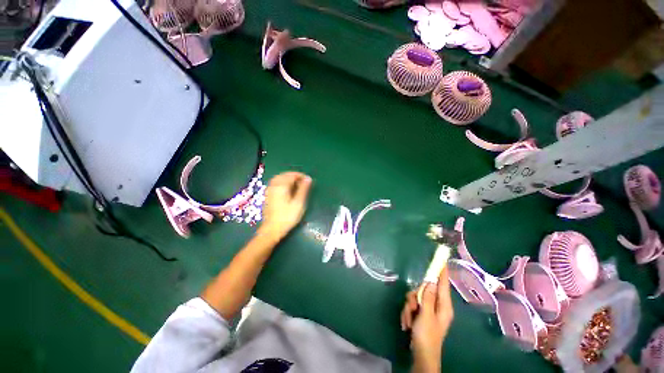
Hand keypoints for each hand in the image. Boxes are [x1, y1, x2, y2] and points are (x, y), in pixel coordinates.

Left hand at [258, 172, 312, 241]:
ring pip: (279, 178)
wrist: (272, 229)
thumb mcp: (299, 203)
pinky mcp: (268, 195)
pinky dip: (282, 182)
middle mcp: (274, 186)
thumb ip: (303, 189)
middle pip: (284, 175)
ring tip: (296, 184)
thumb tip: (308, 178)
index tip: (308, 180)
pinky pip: (275, 183)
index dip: (301, 176)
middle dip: (294, 176)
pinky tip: (287, 189)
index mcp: (282, 186)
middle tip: (303, 182)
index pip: (291, 175)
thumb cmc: (288, 217)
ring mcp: (269, 190)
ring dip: (288, 178)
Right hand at [400, 267, 453, 372]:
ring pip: (415, 297)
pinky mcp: (421, 314)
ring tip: (409, 321)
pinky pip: (412, 305)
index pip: (443, 284)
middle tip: (412, 307)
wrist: (421, 355)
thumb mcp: (426, 316)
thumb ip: (427, 297)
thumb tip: (430, 280)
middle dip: (414, 298)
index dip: (442, 272)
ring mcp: (428, 310)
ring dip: (409, 307)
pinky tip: (407, 324)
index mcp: (444, 306)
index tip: (441, 260)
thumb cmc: (426, 336)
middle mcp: (437, 305)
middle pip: (424, 290)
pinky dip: (407, 313)